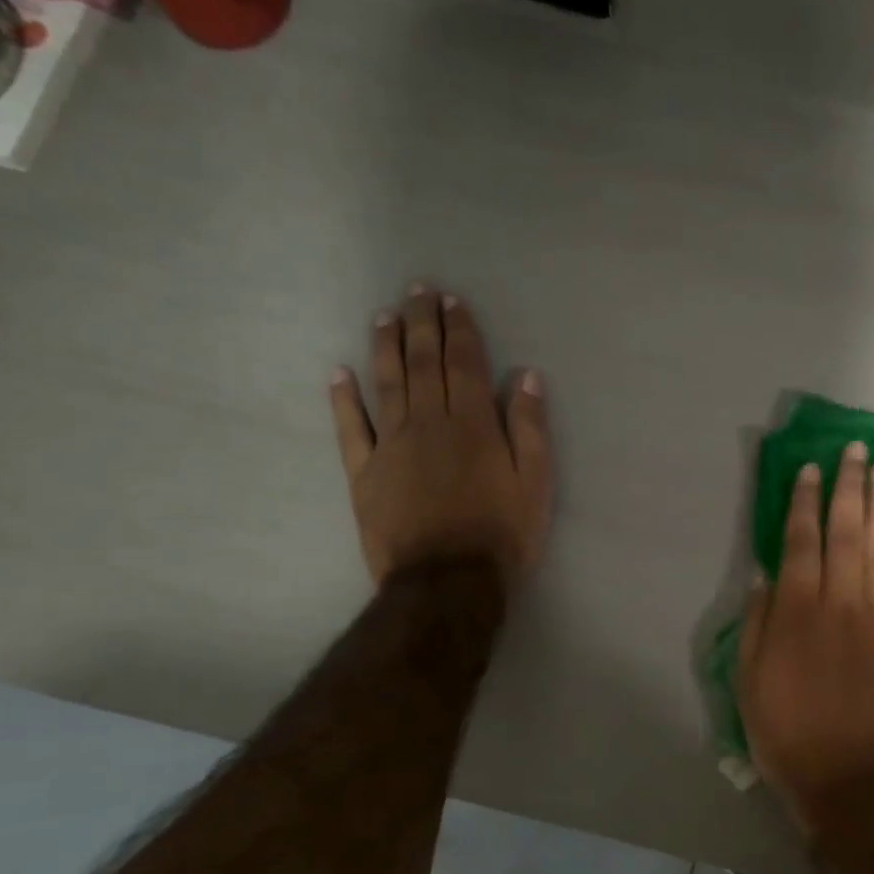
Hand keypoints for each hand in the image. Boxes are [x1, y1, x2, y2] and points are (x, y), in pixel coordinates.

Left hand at [329, 284, 553, 591]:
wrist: (447, 582)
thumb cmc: (502, 534)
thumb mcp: (535, 483)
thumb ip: (530, 428)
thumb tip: (525, 376)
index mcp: (473, 425)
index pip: (465, 364)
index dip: (459, 329)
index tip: (451, 300)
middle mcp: (429, 423)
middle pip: (423, 364)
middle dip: (421, 324)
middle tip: (416, 291)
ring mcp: (391, 446)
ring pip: (386, 384)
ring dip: (385, 347)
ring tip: (383, 316)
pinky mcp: (364, 473)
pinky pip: (350, 429)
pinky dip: (343, 400)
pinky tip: (338, 374)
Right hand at [738, 442, 873, 831]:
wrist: (855, 779)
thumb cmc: (790, 734)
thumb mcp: (749, 684)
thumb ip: (758, 624)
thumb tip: (765, 574)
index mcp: (797, 612)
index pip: (800, 541)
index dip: (803, 501)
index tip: (809, 469)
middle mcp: (842, 602)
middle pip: (847, 532)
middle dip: (849, 487)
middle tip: (856, 451)